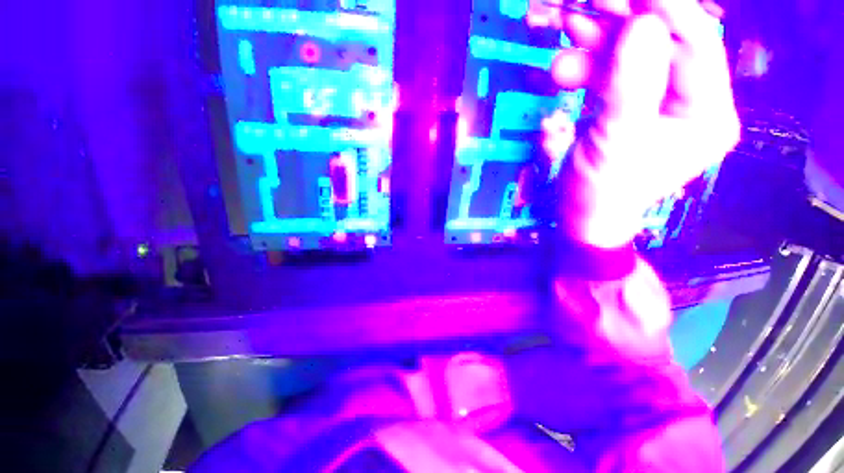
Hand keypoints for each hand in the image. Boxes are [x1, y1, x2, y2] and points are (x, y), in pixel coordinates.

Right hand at [537, 0, 739, 247]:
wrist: (582, 215)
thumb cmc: (602, 192)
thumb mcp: (617, 143)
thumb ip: (632, 87)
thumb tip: (643, 25)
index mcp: (707, 114)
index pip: (697, 46)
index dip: (667, 11)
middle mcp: (690, 102)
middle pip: (664, 45)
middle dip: (625, 23)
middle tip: (590, 5)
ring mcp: (659, 103)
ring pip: (634, 57)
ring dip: (600, 42)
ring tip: (570, 28)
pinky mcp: (630, 107)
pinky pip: (614, 76)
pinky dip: (590, 65)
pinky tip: (567, 64)